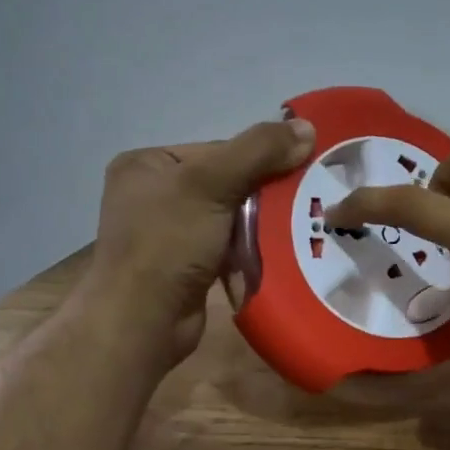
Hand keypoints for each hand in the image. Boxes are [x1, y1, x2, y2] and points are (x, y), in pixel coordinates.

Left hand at [89, 118, 315, 365]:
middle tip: (303, 204)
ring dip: (262, 225)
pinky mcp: (185, 265)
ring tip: (297, 228)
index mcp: (148, 164)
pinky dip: (251, 249)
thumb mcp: (212, 184)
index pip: (219, 150)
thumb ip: (259, 151)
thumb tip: (307, 126)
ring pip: (231, 216)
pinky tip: (276, 253)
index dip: (259, 161)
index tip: (296, 175)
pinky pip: (228, 245)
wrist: (142, 322)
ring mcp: (168, 232)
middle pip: (228, 182)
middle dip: (264, 195)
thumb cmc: (167, 244)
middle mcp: (154, 193)